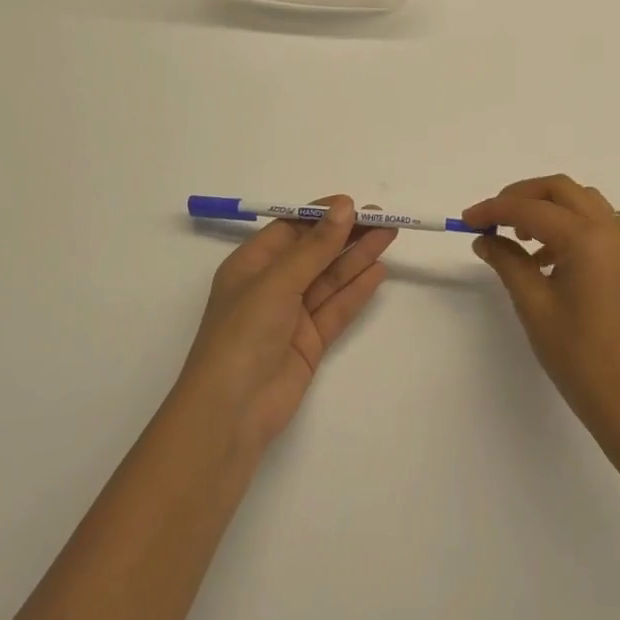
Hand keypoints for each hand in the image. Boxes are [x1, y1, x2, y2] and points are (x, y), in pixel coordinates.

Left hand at [174, 196, 393, 452]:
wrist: (230, 414)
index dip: (322, 215)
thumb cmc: (242, 335)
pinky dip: (357, 290)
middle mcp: (272, 286)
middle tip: (383, 217)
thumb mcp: (277, 282)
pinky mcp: (310, 341)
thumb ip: (315, 246)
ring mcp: (291, 315)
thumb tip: (345, 207)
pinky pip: (336, 308)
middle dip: (346, 234)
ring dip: (357, 256)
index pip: (291, 228)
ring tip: (389, 235)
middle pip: (315, 251)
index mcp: (251, 264)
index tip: (354, 204)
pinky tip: (378, 271)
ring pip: (330, 278)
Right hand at [463, 175, 619, 438]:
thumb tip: (484, 238)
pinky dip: (567, 223)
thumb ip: (508, 262)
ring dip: (546, 206)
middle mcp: (611, 229)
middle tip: (492, 218)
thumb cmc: (578, 355)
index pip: (532, 208)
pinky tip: (544, 256)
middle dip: (522, 196)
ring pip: (580, 200)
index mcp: (588, 238)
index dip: (495, 209)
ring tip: (518, 237)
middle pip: (560, 189)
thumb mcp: (534, 305)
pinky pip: (595, 221)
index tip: (466, 219)